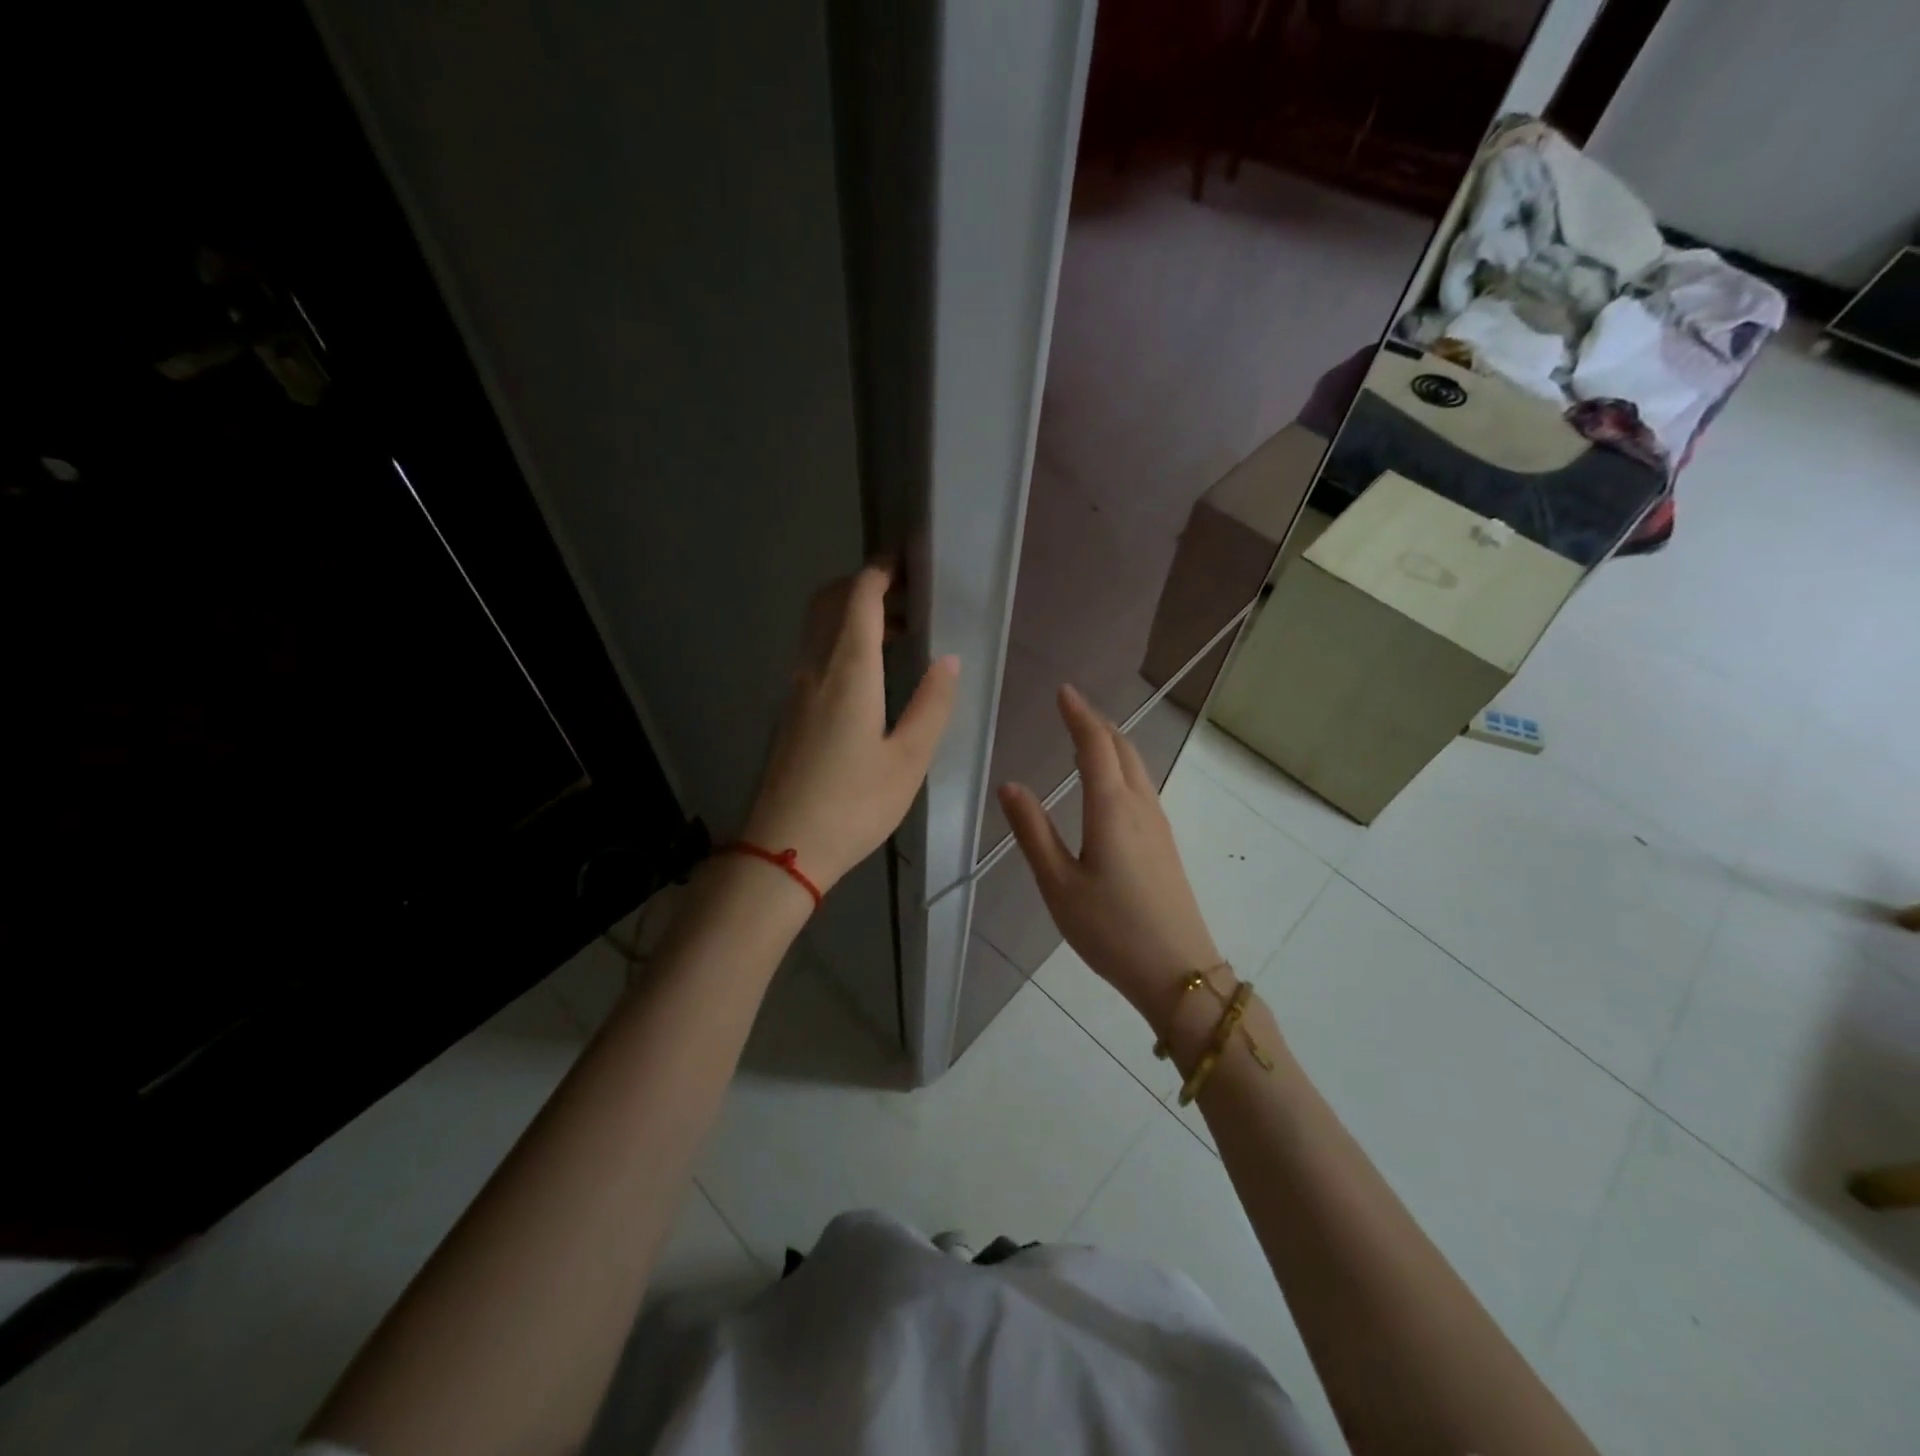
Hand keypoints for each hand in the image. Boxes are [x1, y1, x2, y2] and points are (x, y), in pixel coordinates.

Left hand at [742, 564, 958, 893]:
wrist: (783, 849)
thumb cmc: (854, 805)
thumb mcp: (908, 759)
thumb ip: (932, 704)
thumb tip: (948, 659)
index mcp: (848, 672)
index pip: (859, 598)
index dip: (880, 572)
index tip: (905, 562)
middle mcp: (815, 669)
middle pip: (829, 603)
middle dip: (863, 584)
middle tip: (904, 593)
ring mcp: (796, 690)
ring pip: (819, 628)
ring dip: (852, 614)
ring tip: (897, 633)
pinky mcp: (790, 712)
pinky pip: (815, 654)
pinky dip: (841, 641)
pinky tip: (870, 673)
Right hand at [998, 686, 1220, 1030]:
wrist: (1177, 970)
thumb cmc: (1110, 928)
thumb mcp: (1058, 884)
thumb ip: (1032, 831)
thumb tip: (1010, 785)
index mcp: (1111, 807)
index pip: (1095, 745)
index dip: (1079, 715)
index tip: (1063, 692)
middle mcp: (1140, 805)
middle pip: (1122, 748)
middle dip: (1097, 723)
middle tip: (1072, 708)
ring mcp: (1158, 823)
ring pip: (1136, 765)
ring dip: (1113, 742)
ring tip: (1088, 735)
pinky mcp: (1164, 842)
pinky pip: (1142, 785)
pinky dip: (1122, 765)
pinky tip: (1110, 783)